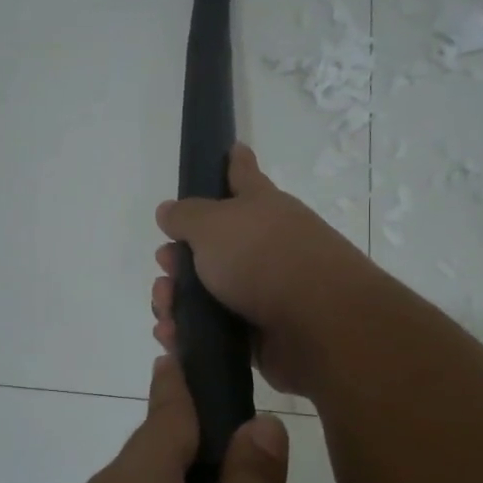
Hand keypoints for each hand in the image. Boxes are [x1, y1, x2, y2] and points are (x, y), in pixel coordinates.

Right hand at [153, 144, 377, 397]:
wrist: (317, 323)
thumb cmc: (263, 257)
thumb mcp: (213, 224)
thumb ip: (186, 216)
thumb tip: (169, 211)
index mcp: (260, 207)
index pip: (243, 175)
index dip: (234, 162)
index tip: (232, 148)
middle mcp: (264, 245)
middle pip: (212, 244)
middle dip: (178, 256)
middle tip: (166, 265)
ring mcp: (264, 291)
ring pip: (206, 291)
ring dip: (176, 299)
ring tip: (165, 310)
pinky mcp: (259, 333)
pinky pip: (214, 330)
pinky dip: (190, 333)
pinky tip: (172, 335)